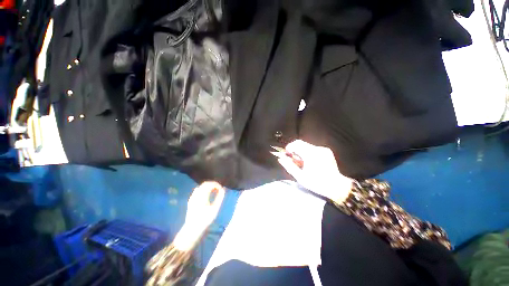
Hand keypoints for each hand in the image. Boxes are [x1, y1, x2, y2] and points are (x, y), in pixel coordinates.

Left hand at [174, 181, 224, 250]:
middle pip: (205, 184)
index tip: (221, 188)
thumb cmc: (205, 219)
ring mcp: (192, 197)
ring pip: (201, 187)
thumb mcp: (215, 209)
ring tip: (214, 191)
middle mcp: (196, 194)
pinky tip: (206, 195)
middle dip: (212, 184)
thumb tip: (223, 189)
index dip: (216, 184)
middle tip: (218, 189)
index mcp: (202, 195)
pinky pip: (197, 191)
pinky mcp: (190, 201)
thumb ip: (219, 198)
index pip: (210, 184)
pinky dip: (203, 190)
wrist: (192, 228)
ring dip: (208, 187)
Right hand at [277, 140, 351, 203]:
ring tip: (303, 163)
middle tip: (294, 160)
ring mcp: (323, 149)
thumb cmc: (317, 183)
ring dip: (301, 152)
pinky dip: (308, 153)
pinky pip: (313, 148)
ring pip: (306, 145)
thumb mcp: (300, 177)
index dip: (289, 148)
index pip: (296, 144)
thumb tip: (280, 158)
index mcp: (310, 154)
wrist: (337, 186)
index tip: (287, 154)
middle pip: (300, 143)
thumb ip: (289, 166)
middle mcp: (317, 149)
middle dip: (294, 150)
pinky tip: (310, 162)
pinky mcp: (327, 151)